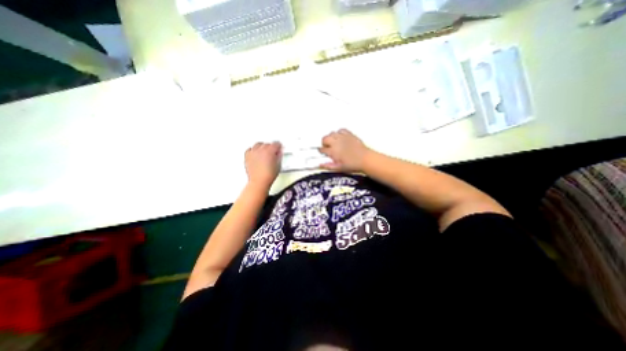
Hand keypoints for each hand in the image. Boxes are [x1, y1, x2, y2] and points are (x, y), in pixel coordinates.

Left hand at [246, 141, 281, 187]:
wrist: (259, 181)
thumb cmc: (268, 175)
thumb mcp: (278, 165)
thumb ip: (279, 156)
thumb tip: (279, 153)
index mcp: (270, 150)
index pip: (276, 144)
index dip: (279, 146)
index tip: (279, 148)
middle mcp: (261, 149)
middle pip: (267, 144)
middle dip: (271, 147)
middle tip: (273, 152)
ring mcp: (253, 152)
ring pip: (258, 145)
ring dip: (262, 147)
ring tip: (264, 152)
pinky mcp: (247, 156)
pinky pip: (249, 150)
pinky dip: (253, 150)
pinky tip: (255, 153)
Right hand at [319, 128, 370, 172]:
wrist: (365, 159)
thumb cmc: (353, 165)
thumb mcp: (339, 168)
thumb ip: (328, 166)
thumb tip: (320, 165)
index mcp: (333, 152)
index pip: (322, 149)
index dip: (321, 151)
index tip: (322, 152)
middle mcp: (336, 143)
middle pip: (325, 138)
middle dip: (324, 142)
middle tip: (326, 146)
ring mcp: (343, 137)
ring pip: (332, 133)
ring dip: (330, 137)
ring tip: (333, 142)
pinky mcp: (349, 135)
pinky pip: (341, 130)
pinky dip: (339, 132)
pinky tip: (340, 137)